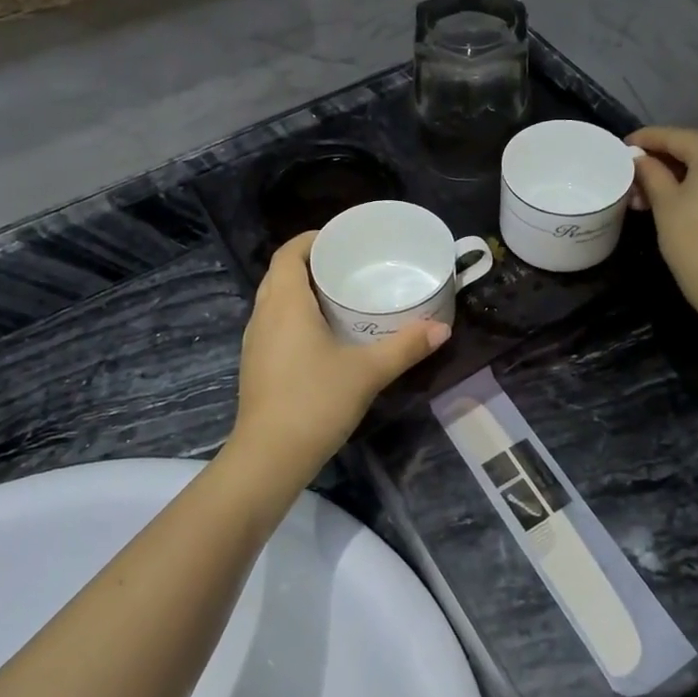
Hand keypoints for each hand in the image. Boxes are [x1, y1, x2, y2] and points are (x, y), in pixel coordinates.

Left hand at [226, 231, 450, 488]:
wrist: (269, 457)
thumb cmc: (315, 401)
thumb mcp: (367, 372)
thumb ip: (405, 347)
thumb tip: (442, 329)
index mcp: (285, 303)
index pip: (288, 253)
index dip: (310, 239)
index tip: (340, 239)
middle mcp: (264, 315)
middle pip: (281, 274)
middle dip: (311, 264)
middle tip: (348, 266)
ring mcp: (255, 342)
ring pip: (275, 301)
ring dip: (301, 292)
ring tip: (340, 296)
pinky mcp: (256, 365)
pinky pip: (274, 325)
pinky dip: (295, 317)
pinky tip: (323, 336)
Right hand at [627, 126, 697, 324]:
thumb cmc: (694, 242)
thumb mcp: (665, 203)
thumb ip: (650, 173)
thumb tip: (638, 159)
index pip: (676, 136)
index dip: (646, 140)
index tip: (623, 146)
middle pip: (697, 145)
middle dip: (665, 156)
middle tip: (635, 169)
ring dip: (681, 170)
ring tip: (649, 189)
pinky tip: (677, 194)